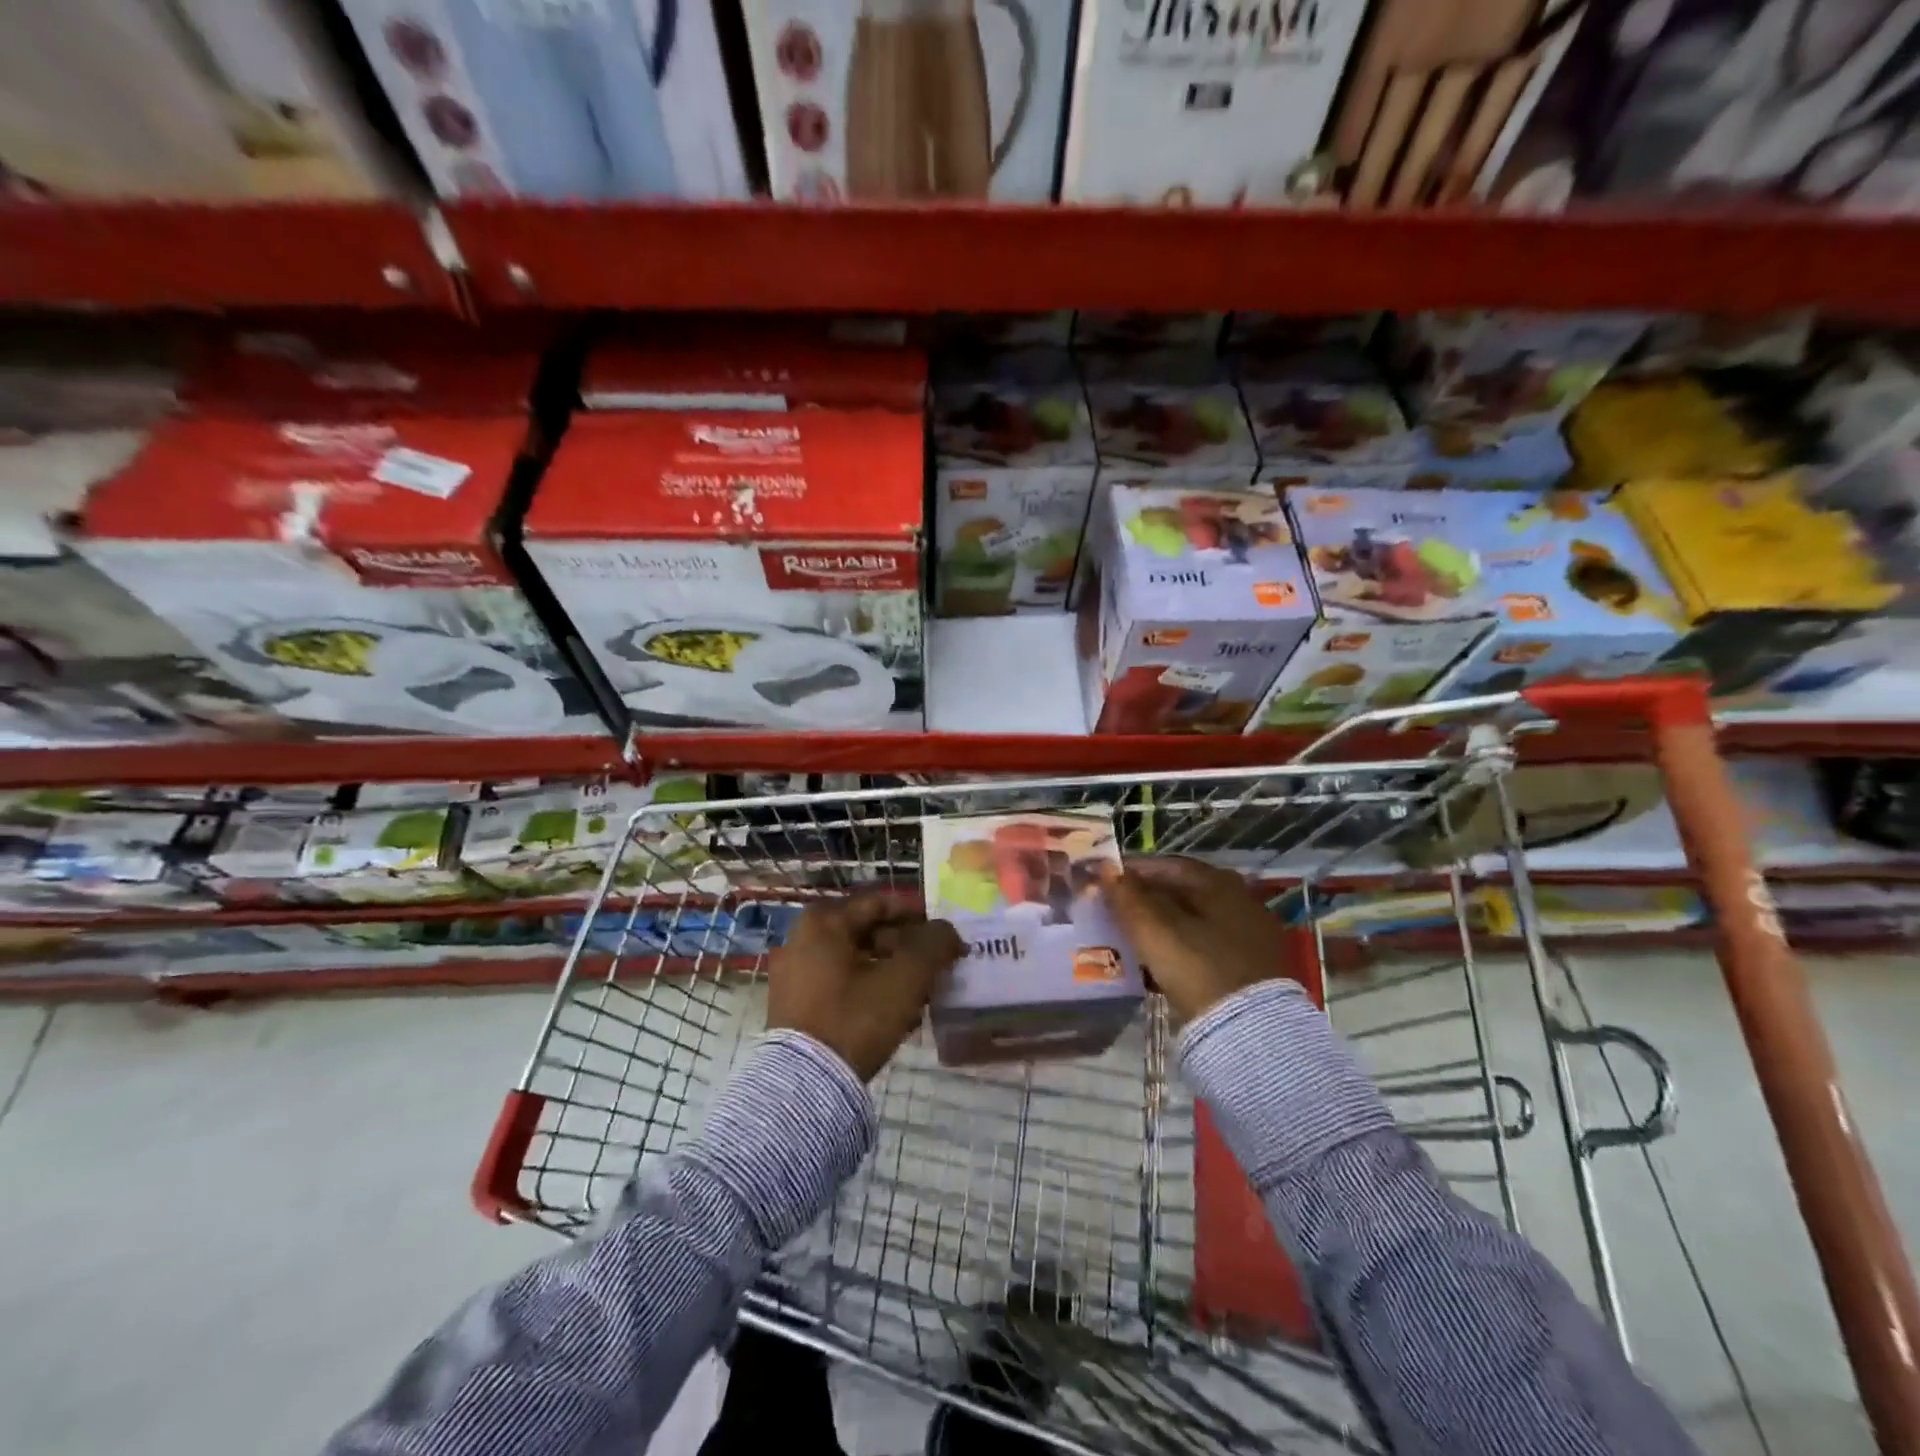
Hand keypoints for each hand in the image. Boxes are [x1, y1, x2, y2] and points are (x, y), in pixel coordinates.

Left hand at [766, 893, 964, 1079]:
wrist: (805, 1087)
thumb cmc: (855, 1018)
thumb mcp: (905, 978)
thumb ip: (933, 946)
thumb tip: (948, 932)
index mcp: (823, 921)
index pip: (880, 902)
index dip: (918, 915)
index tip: (944, 935)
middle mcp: (802, 939)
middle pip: (867, 932)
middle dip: (906, 949)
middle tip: (935, 967)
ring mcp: (793, 974)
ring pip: (856, 961)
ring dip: (891, 972)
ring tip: (921, 996)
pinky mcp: (794, 1006)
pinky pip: (840, 984)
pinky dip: (869, 990)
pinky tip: (895, 1015)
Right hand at [1103, 857, 1286, 1023]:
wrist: (1249, 1031)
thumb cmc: (1197, 966)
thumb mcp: (1153, 929)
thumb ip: (1126, 895)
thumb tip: (1105, 868)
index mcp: (1220, 884)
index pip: (1168, 865)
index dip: (1134, 870)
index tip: (1106, 879)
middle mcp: (1241, 902)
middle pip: (1183, 892)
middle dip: (1147, 899)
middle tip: (1114, 909)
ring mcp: (1250, 937)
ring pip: (1194, 921)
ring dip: (1162, 925)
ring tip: (1130, 937)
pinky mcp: (1251, 969)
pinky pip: (1205, 947)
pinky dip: (1180, 948)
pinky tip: (1158, 963)